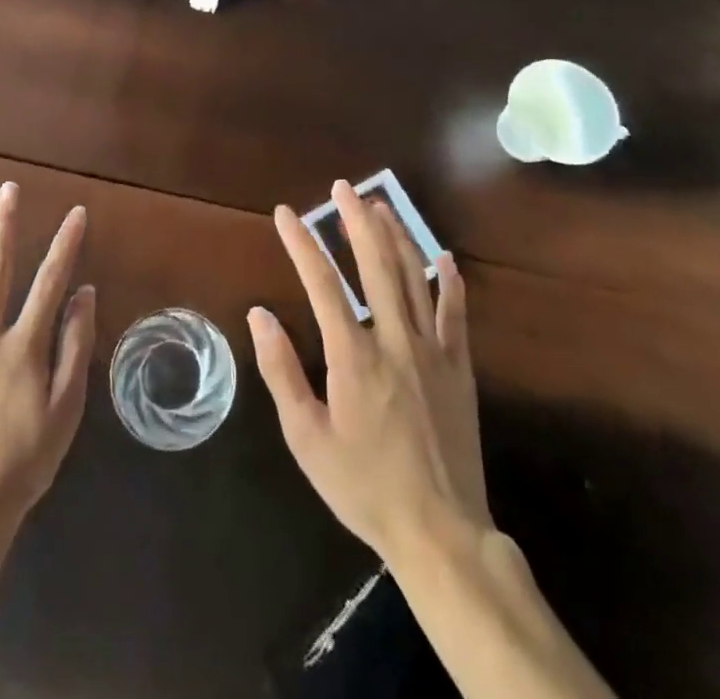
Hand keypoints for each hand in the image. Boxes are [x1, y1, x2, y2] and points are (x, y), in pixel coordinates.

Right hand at [248, 181, 489, 564]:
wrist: (439, 532)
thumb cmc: (363, 486)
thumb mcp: (307, 439)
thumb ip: (281, 372)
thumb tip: (260, 314)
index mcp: (353, 356)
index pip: (322, 283)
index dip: (302, 244)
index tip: (286, 214)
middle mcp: (394, 340)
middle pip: (375, 265)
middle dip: (356, 221)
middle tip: (343, 188)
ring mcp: (432, 351)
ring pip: (414, 278)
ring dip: (396, 237)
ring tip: (380, 206)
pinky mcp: (459, 368)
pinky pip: (455, 314)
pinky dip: (449, 282)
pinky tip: (443, 257)